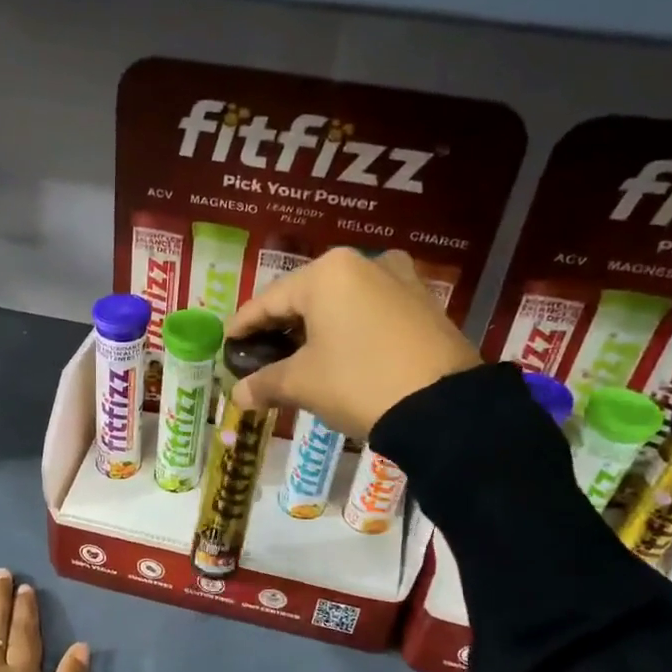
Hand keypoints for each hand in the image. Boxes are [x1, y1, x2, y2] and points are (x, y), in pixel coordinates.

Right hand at [226, 248, 480, 436]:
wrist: (444, 408)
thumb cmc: (359, 382)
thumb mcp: (303, 384)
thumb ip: (265, 383)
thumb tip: (237, 395)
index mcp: (328, 272)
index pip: (270, 300)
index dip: (244, 324)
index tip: (227, 341)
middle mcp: (365, 263)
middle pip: (307, 297)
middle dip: (282, 326)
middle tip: (261, 352)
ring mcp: (400, 280)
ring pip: (342, 302)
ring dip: (317, 327)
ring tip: (299, 355)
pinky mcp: (424, 303)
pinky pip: (372, 311)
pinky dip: (349, 329)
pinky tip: (340, 353)